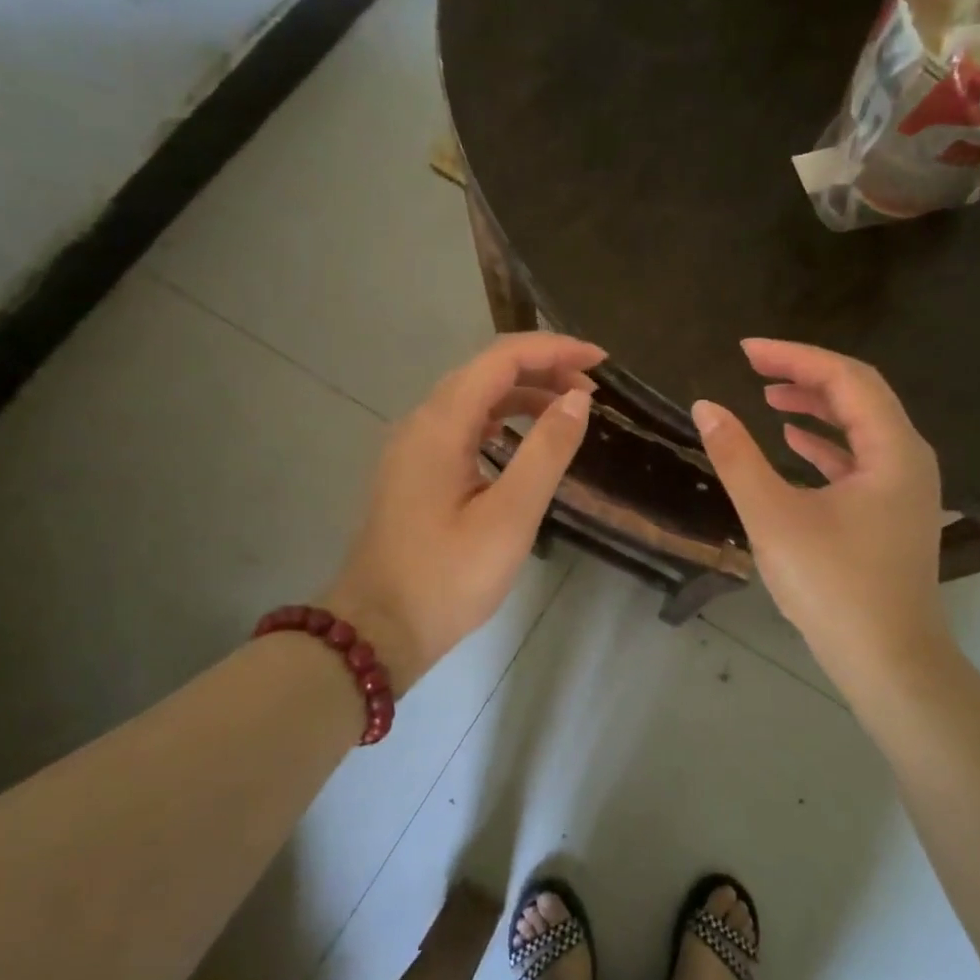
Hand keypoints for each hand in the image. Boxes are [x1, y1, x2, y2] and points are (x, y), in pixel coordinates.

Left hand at [325, 332, 603, 693]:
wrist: (378, 629)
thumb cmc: (447, 578)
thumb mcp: (510, 517)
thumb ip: (546, 452)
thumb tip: (577, 399)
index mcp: (440, 425)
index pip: (501, 360)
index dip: (554, 350)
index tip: (601, 362)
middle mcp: (421, 423)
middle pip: (485, 372)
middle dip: (542, 368)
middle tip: (593, 390)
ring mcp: (413, 447)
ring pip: (473, 398)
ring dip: (523, 394)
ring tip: (569, 410)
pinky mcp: (415, 470)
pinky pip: (462, 425)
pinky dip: (501, 419)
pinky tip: (523, 439)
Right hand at [692, 339, 950, 693]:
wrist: (888, 661)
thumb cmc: (833, 586)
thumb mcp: (773, 517)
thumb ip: (737, 457)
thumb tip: (705, 407)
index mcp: (892, 450)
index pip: (845, 378)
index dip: (794, 357)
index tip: (746, 350)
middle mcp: (908, 458)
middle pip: (859, 394)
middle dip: (805, 374)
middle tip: (754, 366)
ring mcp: (905, 487)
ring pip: (861, 426)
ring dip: (816, 405)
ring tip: (769, 396)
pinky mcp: (892, 512)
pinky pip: (860, 458)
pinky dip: (825, 443)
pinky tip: (793, 440)